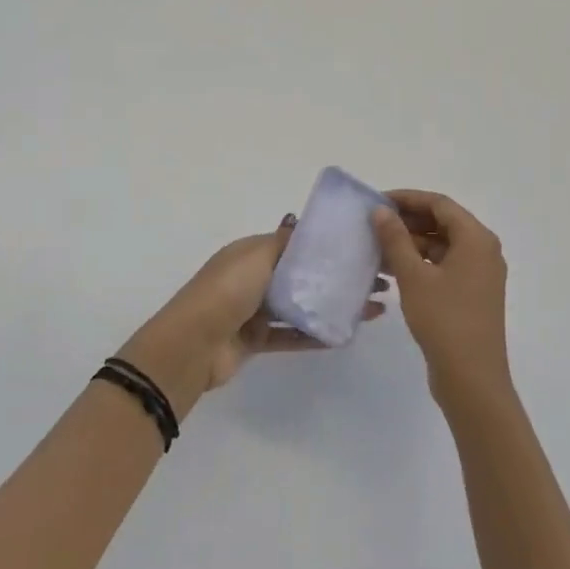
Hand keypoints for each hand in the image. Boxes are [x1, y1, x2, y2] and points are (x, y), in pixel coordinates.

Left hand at [129, 216, 387, 404]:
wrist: (193, 345)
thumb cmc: (226, 291)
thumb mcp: (256, 256)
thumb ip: (282, 243)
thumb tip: (300, 223)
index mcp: (251, 253)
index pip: (294, 244)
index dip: (325, 246)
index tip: (360, 248)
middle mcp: (253, 278)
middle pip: (302, 276)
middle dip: (337, 277)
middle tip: (376, 281)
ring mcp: (255, 311)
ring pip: (302, 306)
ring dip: (333, 306)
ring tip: (372, 309)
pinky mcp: (257, 341)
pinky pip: (293, 336)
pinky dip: (317, 335)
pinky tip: (346, 334)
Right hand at [372, 190, 510, 410]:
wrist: (471, 378)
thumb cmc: (444, 320)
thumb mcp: (413, 276)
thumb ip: (396, 239)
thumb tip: (381, 211)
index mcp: (476, 239)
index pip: (439, 204)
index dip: (408, 198)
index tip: (377, 202)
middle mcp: (483, 251)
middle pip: (443, 222)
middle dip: (408, 220)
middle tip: (374, 224)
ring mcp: (479, 274)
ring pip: (442, 245)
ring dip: (412, 243)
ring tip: (377, 247)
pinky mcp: (472, 294)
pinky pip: (444, 265)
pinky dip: (420, 263)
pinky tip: (392, 270)